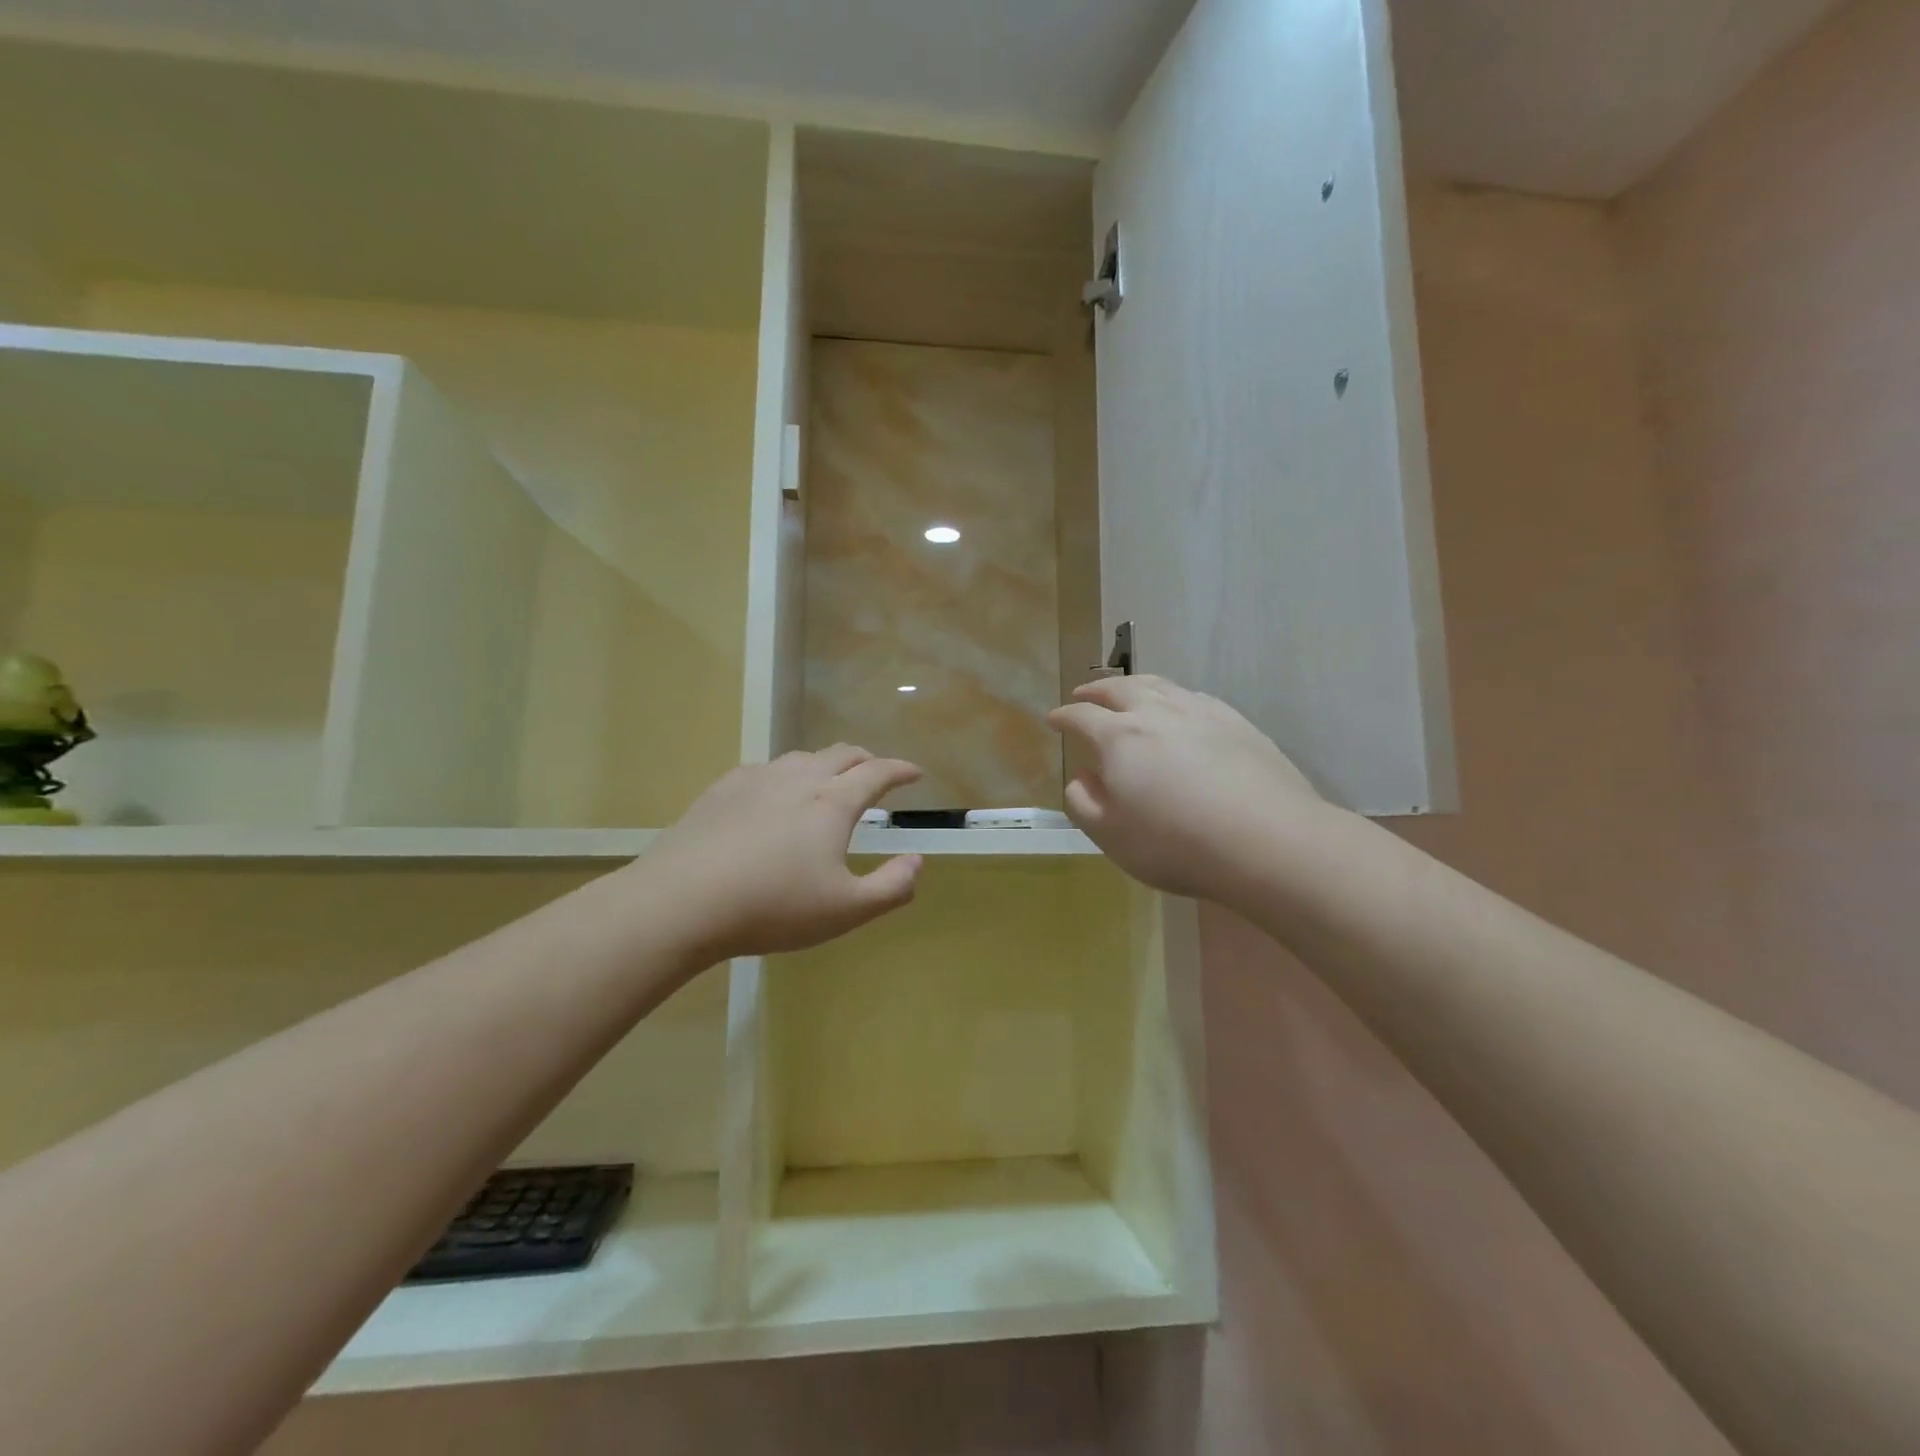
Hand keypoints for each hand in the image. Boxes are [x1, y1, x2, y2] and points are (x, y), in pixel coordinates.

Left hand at [639, 745, 924, 960]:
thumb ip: (892, 887)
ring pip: (802, 757)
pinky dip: (786, 774)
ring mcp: (757, 780)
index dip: (901, 770)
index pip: (877, 773)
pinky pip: (765, 769)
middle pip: (841, 754)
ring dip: (826, 764)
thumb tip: (917, 861)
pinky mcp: (722, 790)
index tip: (915, 773)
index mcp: (833, 803)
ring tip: (828, 781)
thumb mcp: (846, 910)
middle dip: (866, 760)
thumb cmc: (773, 907)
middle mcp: (798, 779)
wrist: (682, 901)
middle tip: (876, 773)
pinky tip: (774, 794)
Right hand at [1049, 676, 1333, 903]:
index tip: (1054, 719)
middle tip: (1083, 693)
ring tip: (1126, 690)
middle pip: (1119, 688)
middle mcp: (1156, 713)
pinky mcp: (1236, 722)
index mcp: (1119, 738)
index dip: (1064, 717)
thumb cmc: (1177, 844)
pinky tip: (1179, 707)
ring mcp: (1200, 712)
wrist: (1268, 841)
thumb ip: (1085, 803)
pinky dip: (1173, 696)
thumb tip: (1082, 777)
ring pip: (1158, 685)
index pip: (1081, 717)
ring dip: (1134, 684)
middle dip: (1095, 690)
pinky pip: (1193, 697)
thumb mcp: (1112, 836)